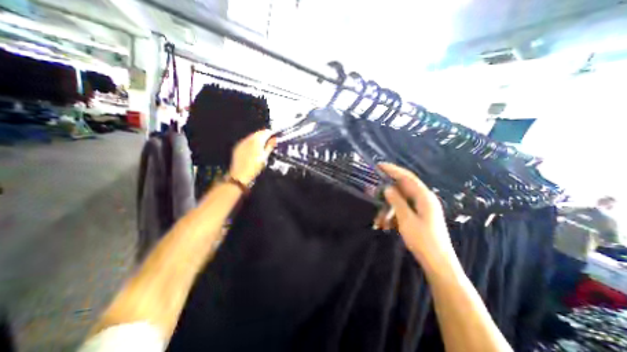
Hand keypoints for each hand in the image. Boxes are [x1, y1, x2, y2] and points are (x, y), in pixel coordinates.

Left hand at [230, 129, 274, 184]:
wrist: (239, 176)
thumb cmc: (254, 168)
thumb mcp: (264, 157)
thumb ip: (269, 146)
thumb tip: (274, 139)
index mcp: (256, 141)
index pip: (265, 132)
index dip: (271, 133)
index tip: (275, 135)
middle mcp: (248, 139)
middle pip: (258, 133)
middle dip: (264, 134)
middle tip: (270, 139)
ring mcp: (242, 142)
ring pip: (252, 136)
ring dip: (258, 137)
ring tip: (263, 143)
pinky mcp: (238, 146)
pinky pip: (246, 140)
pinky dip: (251, 141)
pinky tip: (254, 147)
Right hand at [374, 164, 458, 273]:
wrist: (437, 263)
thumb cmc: (423, 240)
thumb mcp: (406, 219)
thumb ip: (396, 201)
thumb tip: (387, 188)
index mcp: (424, 197)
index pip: (407, 177)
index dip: (393, 170)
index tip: (379, 165)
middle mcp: (423, 200)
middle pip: (401, 190)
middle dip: (386, 193)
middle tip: (372, 194)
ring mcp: (421, 209)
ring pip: (399, 202)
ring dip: (387, 209)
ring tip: (379, 221)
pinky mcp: (418, 217)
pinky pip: (401, 211)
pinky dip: (392, 216)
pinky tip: (385, 226)